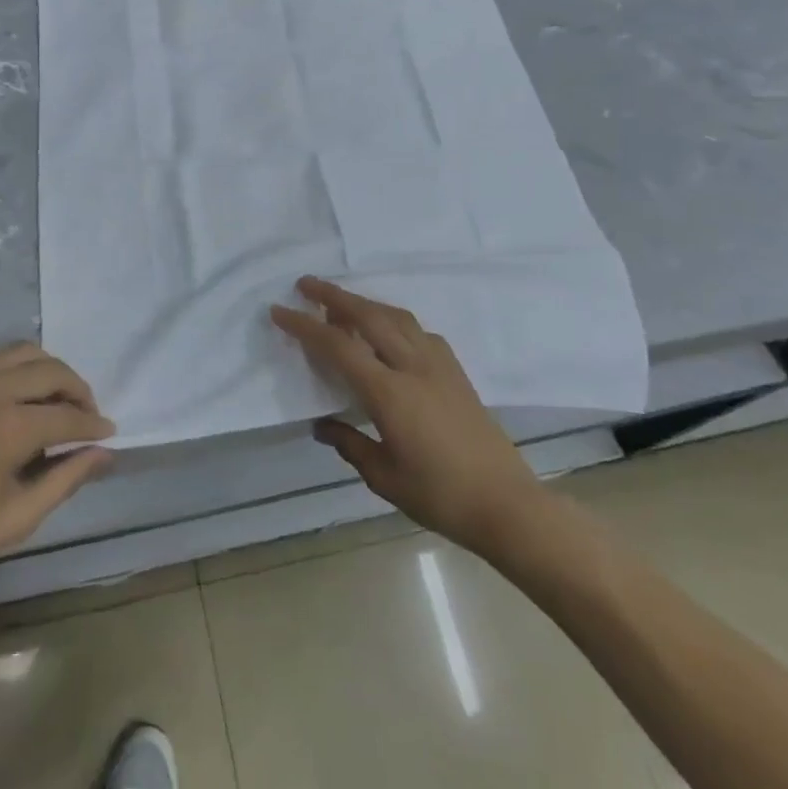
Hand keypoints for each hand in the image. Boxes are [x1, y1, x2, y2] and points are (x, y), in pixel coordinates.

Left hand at [0, 343, 114, 601]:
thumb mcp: (16, 518)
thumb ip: (66, 479)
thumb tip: (104, 454)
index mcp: (7, 427)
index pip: (67, 415)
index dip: (93, 425)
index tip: (107, 434)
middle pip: (51, 370)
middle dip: (78, 390)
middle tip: (86, 416)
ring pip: (22, 351)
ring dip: (49, 370)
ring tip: (56, 399)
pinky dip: (15, 366)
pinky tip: (17, 392)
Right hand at [271, 277, 555, 559]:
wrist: (507, 504)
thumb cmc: (440, 496)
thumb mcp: (384, 477)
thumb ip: (350, 444)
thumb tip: (323, 424)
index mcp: (390, 393)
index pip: (339, 346)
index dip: (305, 326)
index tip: (280, 311)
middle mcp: (413, 366)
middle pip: (369, 316)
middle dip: (334, 295)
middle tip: (306, 284)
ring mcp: (439, 365)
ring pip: (396, 317)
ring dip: (365, 303)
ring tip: (342, 303)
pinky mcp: (456, 371)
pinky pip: (419, 331)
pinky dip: (395, 321)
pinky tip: (389, 333)